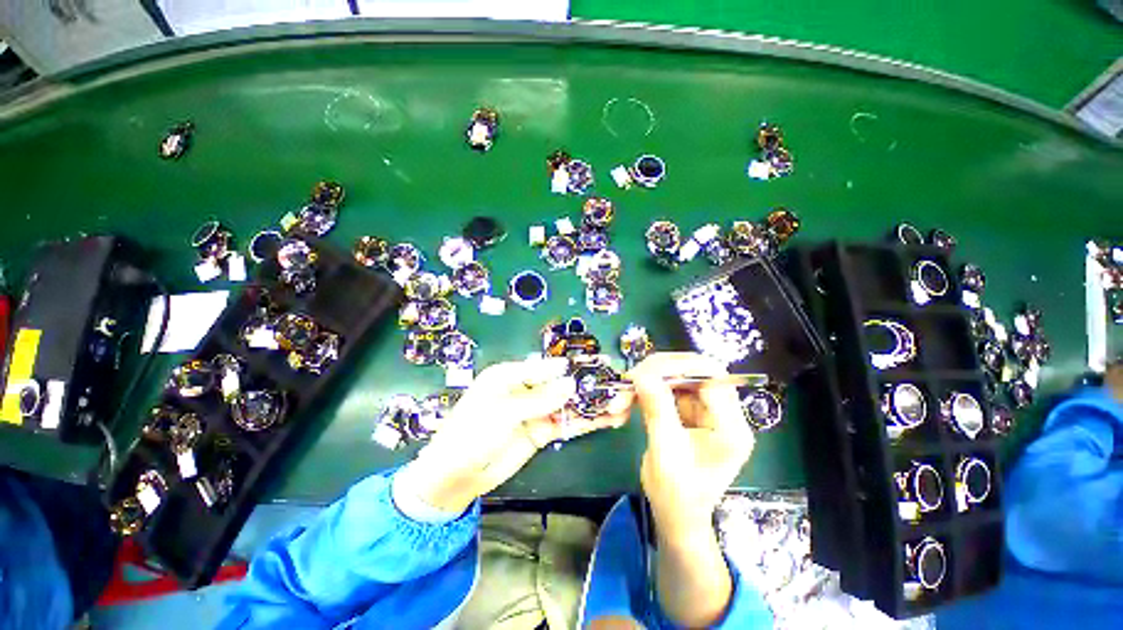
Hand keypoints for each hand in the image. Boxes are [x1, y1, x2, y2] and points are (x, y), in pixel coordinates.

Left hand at [395, 357, 630, 512]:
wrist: (455, 477)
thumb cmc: (471, 434)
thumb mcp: (503, 412)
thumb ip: (539, 399)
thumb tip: (571, 383)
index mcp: (509, 375)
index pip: (546, 366)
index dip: (570, 366)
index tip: (597, 365)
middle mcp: (525, 390)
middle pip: (560, 384)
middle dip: (586, 384)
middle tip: (614, 381)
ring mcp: (535, 412)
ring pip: (567, 404)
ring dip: (591, 404)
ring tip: (619, 402)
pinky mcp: (541, 432)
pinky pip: (566, 424)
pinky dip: (585, 422)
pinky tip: (607, 420)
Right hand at [629, 352, 753, 536]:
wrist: (676, 516)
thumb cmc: (677, 495)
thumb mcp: (666, 453)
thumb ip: (657, 410)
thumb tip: (642, 374)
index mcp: (730, 426)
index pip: (712, 376)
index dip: (680, 367)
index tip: (645, 372)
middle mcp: (721, 412)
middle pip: (692, 371)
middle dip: (657, 372)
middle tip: (629, 381)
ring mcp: (702, 410)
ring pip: (674, 378)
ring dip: (644, 383)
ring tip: (620, 400)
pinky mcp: (686, 410)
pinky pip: (663, 389)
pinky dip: (641, 393)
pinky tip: (624, 406)